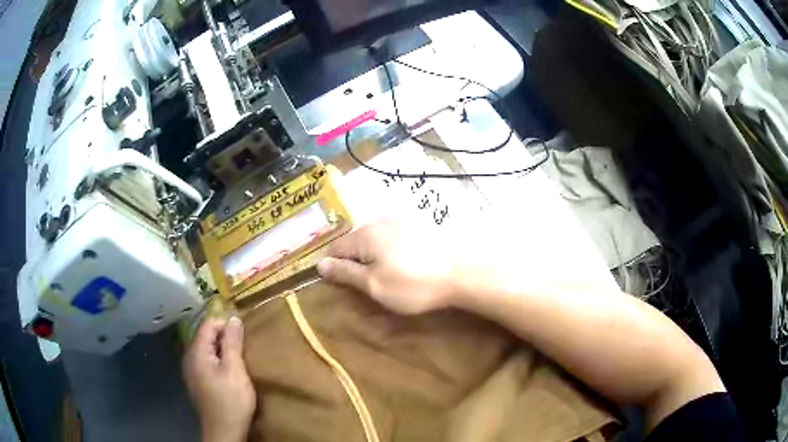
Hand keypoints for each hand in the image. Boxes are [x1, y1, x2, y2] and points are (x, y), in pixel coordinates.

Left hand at [183, 317, 255, 441]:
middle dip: (224, 338)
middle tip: (242, 351)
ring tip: (238, 362)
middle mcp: (189, 357)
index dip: (226, 325)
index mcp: (196, 352)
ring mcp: (190, 370)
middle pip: (205, 335)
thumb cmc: (231, 400)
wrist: (224, 431)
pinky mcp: (196, 381)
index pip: (208, 324)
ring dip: (221, 350)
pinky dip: (217, 361)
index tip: (242, 338)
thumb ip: (233, 343)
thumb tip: (234, 318)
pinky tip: (228, 374)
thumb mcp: (235, 370)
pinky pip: (205, 361)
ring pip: (206, 349)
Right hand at [317, 220, 463, 314]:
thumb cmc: (413, 284)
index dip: (332, 266)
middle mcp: (380, 221)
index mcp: (365, 234)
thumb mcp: (374, 285)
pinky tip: (401, 264)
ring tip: (383, 276)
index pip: (335, 248)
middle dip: (353, 261)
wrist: (462, 273)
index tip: (338, 284)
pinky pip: (392, 237)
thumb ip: (345, 273)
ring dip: (372, 256)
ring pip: (374, 238)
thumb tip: (319, 264)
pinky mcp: (418, 227)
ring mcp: (401, 221)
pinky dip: (389, 250)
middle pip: (355, 242)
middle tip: (363, 284)